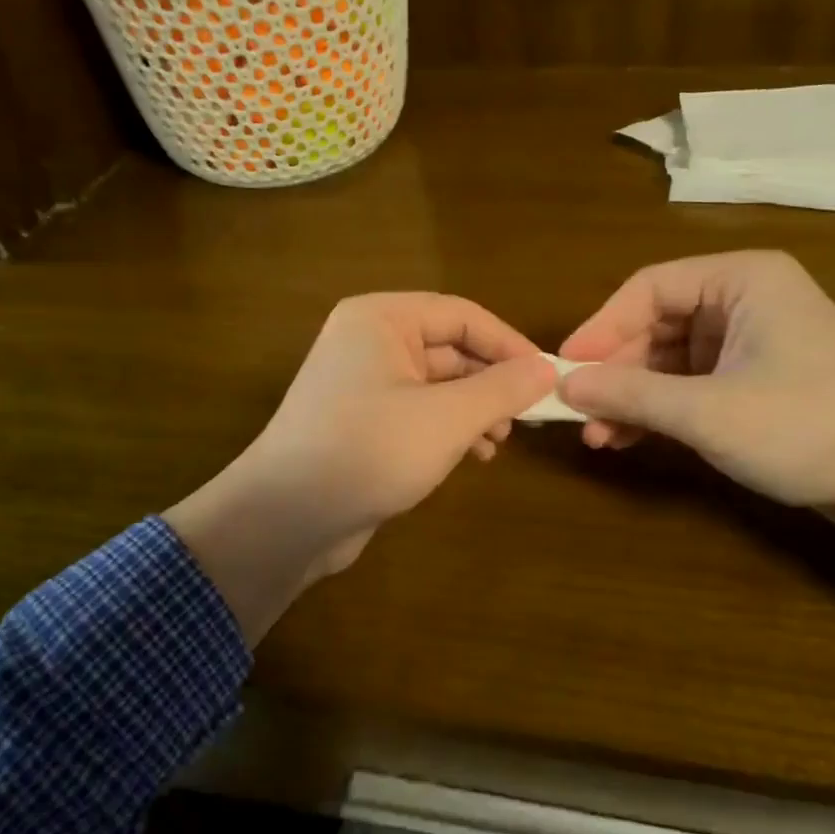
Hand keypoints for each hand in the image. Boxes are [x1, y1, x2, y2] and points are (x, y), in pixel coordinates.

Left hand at [165, 294, 554, 640]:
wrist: (285, 518)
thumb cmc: (368, 451)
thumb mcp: (446, 419)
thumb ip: (501, 389)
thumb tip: (547, 369)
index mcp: (381, 319)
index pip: (462, 315)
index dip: (510, 344)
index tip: (549, 377)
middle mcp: (369, 341)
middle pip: (450, 348)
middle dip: (492, 381)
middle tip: (530, 415)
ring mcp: (362, 382)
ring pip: (437, 383)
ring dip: (475, 408)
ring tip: (501, 439)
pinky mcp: (362, 421)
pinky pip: (418, 411)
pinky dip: (449, 427)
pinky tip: (475, 455)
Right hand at [557, 252, 834, 510]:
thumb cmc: (809, 426)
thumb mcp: (708, 411)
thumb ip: (631, 394)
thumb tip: (565, 383)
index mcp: (742, 279)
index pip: (649, 288)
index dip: (601, 328)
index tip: (564, 368)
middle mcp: (746, 300)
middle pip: (657, 325)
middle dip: (616, 372)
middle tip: (577, 412)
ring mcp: (754, 342)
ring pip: (671, 359)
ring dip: (633, 396)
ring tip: (597, 436)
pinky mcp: (758, 382)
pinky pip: (692, 385)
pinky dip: (661, 410)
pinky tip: (628, 439)